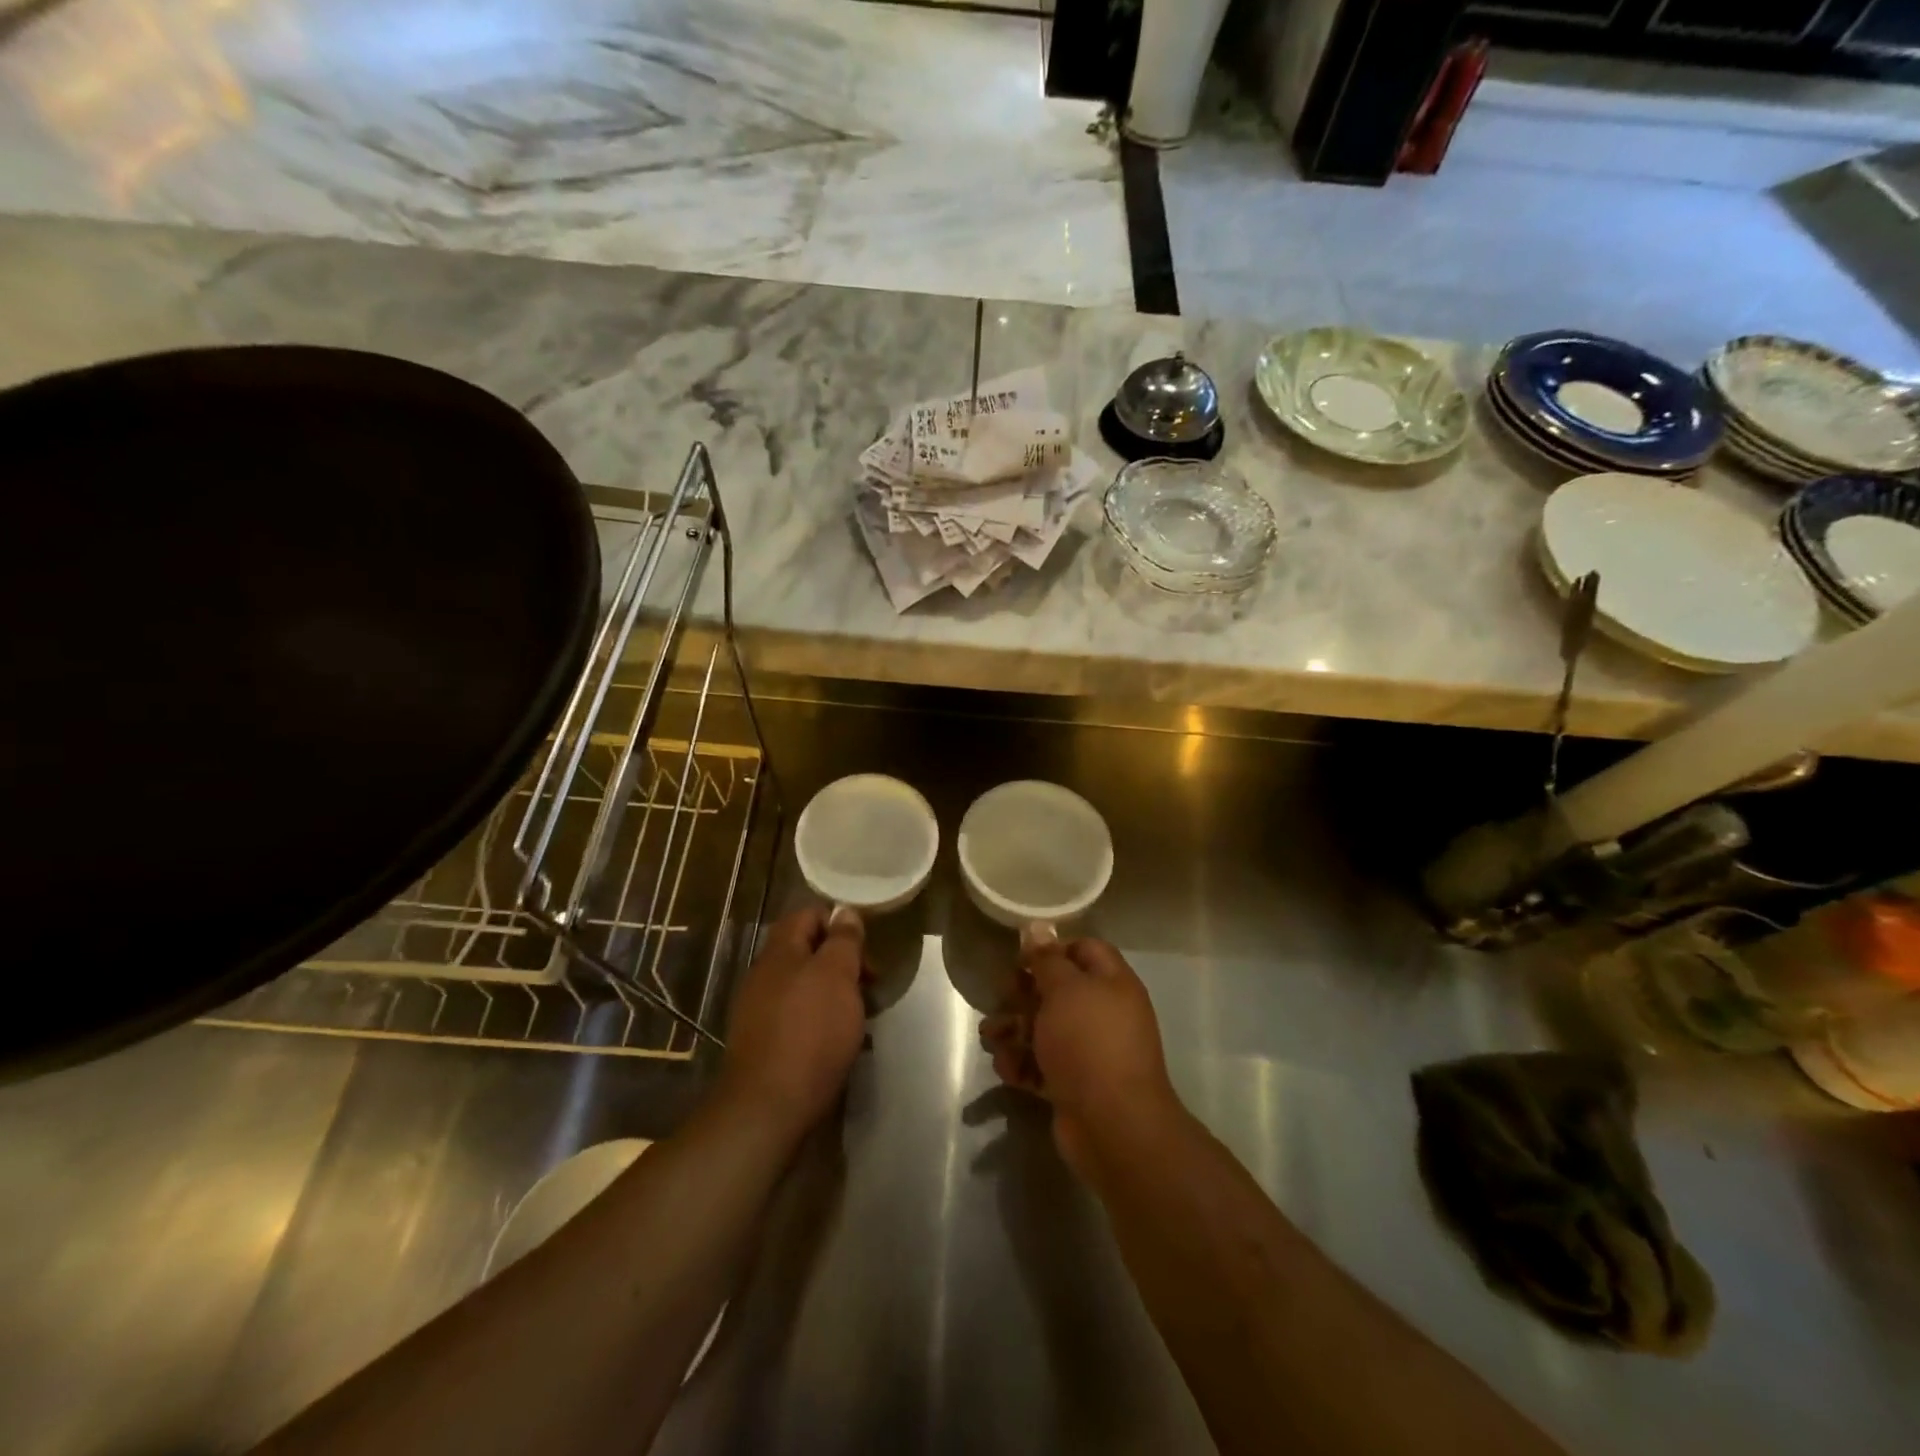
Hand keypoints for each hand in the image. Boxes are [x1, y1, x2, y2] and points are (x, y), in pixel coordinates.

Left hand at [718, 906, 867, 1138]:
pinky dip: (821, 1022)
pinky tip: (839, 1043)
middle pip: (807, 952)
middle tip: (870, 985)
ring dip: (835, 995)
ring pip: (805, 987)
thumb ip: (843, 940)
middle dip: (842, 963)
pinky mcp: (764, 1043)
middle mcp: (765, 975)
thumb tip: (845, 912)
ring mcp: (760, 1010)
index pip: (807, 915)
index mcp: (780, 951)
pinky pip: (798, 1018)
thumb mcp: (837, 975)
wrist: (769, 1108)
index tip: (866, 947)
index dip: (838, 922)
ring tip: (860, 1017)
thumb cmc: (811, 1031)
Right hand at [979, 938, 1182, 1181]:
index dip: (1052, 949)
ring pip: (1044, 1029)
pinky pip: (1042, 1065)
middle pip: (1058, 991)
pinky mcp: (1073, 1085)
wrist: (1113, 1125)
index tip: (1021, 959)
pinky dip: (1022, 1064)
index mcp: (1112, 983)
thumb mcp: (1064, 990)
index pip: (1084, 950)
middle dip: (1023, 994)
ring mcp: (1090, 1052)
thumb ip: (1047, 959)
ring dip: (1014, 1030)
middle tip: (1001, 998)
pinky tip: (1007, 1069)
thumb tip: (1038, 927)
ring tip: (991, 1037)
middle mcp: (1104, 1014)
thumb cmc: (1088, 1042)